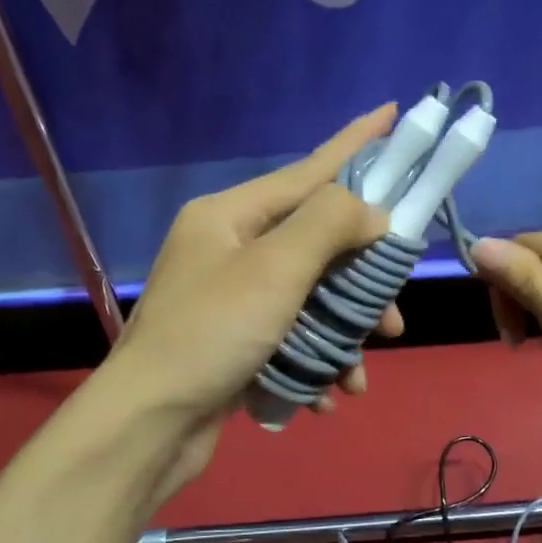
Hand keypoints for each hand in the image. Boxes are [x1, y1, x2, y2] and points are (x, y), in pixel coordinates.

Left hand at [93, 106, 404, 503]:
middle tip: (393, 314)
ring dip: (342, 337)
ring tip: (359, 374)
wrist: (147, 428)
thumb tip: (373, 212)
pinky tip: (327, 397)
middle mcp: (229, 249)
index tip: (394, 113)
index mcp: (229, 216)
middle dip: (360, 283)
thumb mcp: (276, 269)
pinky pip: (291, 339)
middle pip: (317, 245)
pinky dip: (314, 364)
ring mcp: (231, 298)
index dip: (355, 143)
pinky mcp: (235, 343)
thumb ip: (329, 224)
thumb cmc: (211, 334)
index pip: (308, 170)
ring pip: (311, 299)